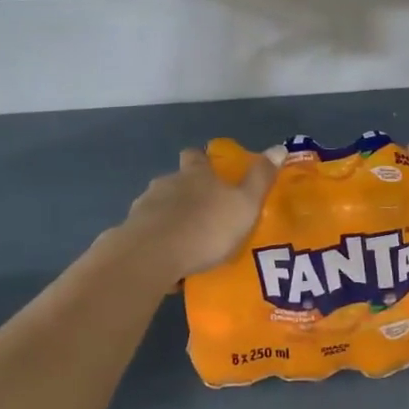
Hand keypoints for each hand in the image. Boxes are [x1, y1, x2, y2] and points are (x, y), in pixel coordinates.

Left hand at [116, 148, 276, 279]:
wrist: (151, 256)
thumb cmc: (205, 227)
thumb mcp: (244, 204)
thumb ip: (260, 178)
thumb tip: (279, 147)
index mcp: (195, 174)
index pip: (196, 156)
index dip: (202, 160)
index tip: (210, 170)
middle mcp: (167, 183)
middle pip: (175, 180)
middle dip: (187, 192)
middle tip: (203, 212)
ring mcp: (144, 207)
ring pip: (159, 206)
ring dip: (170, 218)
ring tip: (186, 241)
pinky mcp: (130, 233)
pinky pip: (147, 234)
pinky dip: (157, 242)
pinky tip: (167, 262)